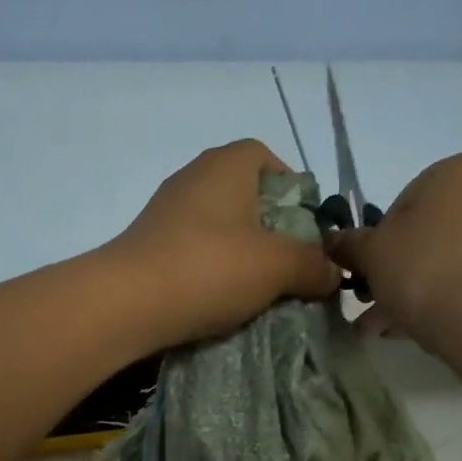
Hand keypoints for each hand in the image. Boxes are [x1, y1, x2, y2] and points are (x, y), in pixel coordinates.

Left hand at [105, 139, 340, 344]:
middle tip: (287, 263)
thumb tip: (334, 274)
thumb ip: (313, 266)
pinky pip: (192, 250)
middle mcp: (193, 177)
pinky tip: (219, 299)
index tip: (305, 227)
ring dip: (240, 253)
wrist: (127, 303)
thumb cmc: (209, 269)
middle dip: (270, 227)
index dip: (291, 188)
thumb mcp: (277, 268)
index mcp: (226, 166)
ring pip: (218, 226)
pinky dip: (211, 269)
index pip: (266, 157)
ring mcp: (165, 212)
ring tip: (257, 289)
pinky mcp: (147, 245)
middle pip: (243, 194)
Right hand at [324, 151, 461, 351]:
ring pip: (445, 259)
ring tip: (386, 327)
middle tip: (372, 304)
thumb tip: (331, 241)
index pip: (401, 203)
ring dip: (412, 290)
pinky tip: (416, 328)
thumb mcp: (372, 254)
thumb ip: (349, 244)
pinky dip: (443, 297)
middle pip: (425, 234)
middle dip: (395, 271)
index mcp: (457, 169)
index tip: (367, 274)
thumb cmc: (424, 269)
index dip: (377, 243)